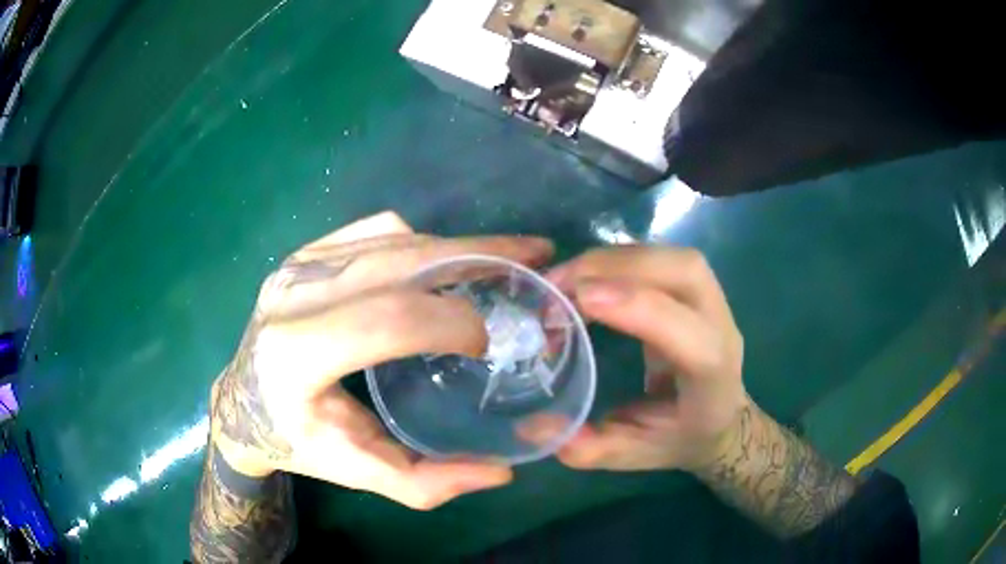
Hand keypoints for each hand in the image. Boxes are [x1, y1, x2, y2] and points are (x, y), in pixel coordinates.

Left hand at [210, 211, 553, 508]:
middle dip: (478, 256)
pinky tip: (444, 263)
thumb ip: (427, 483)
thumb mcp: (358, 473)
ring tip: (501, 260)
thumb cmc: (297, 440)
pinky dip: (421, 241)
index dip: (451, 322)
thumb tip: (501, 471)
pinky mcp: (304, 253)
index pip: (389, 320)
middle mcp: (293, 296)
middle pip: (401, 261)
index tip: (488, 340)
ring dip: (455, 245)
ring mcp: (297, 266)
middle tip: (533, 259)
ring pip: (395, 237)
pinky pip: (376, 230)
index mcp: (296, 355)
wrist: (241, 401)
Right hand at [545, 246, 747, 471]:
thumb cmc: (682, 438)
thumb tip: (537, 427)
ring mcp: (714, 301)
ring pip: (673, 256)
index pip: (689, 333)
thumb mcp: (635, 454)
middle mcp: (721, 328)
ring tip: (566, 278)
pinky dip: (619, 259)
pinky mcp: (697, 287)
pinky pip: (661, 257)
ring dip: (615, 259)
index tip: (582, 300)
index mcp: (713, 378)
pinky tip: (588, 276)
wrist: (722, 417)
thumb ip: (590, 448)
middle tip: (560, 283)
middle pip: (686, 272)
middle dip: (619, 267)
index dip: (639, 308)